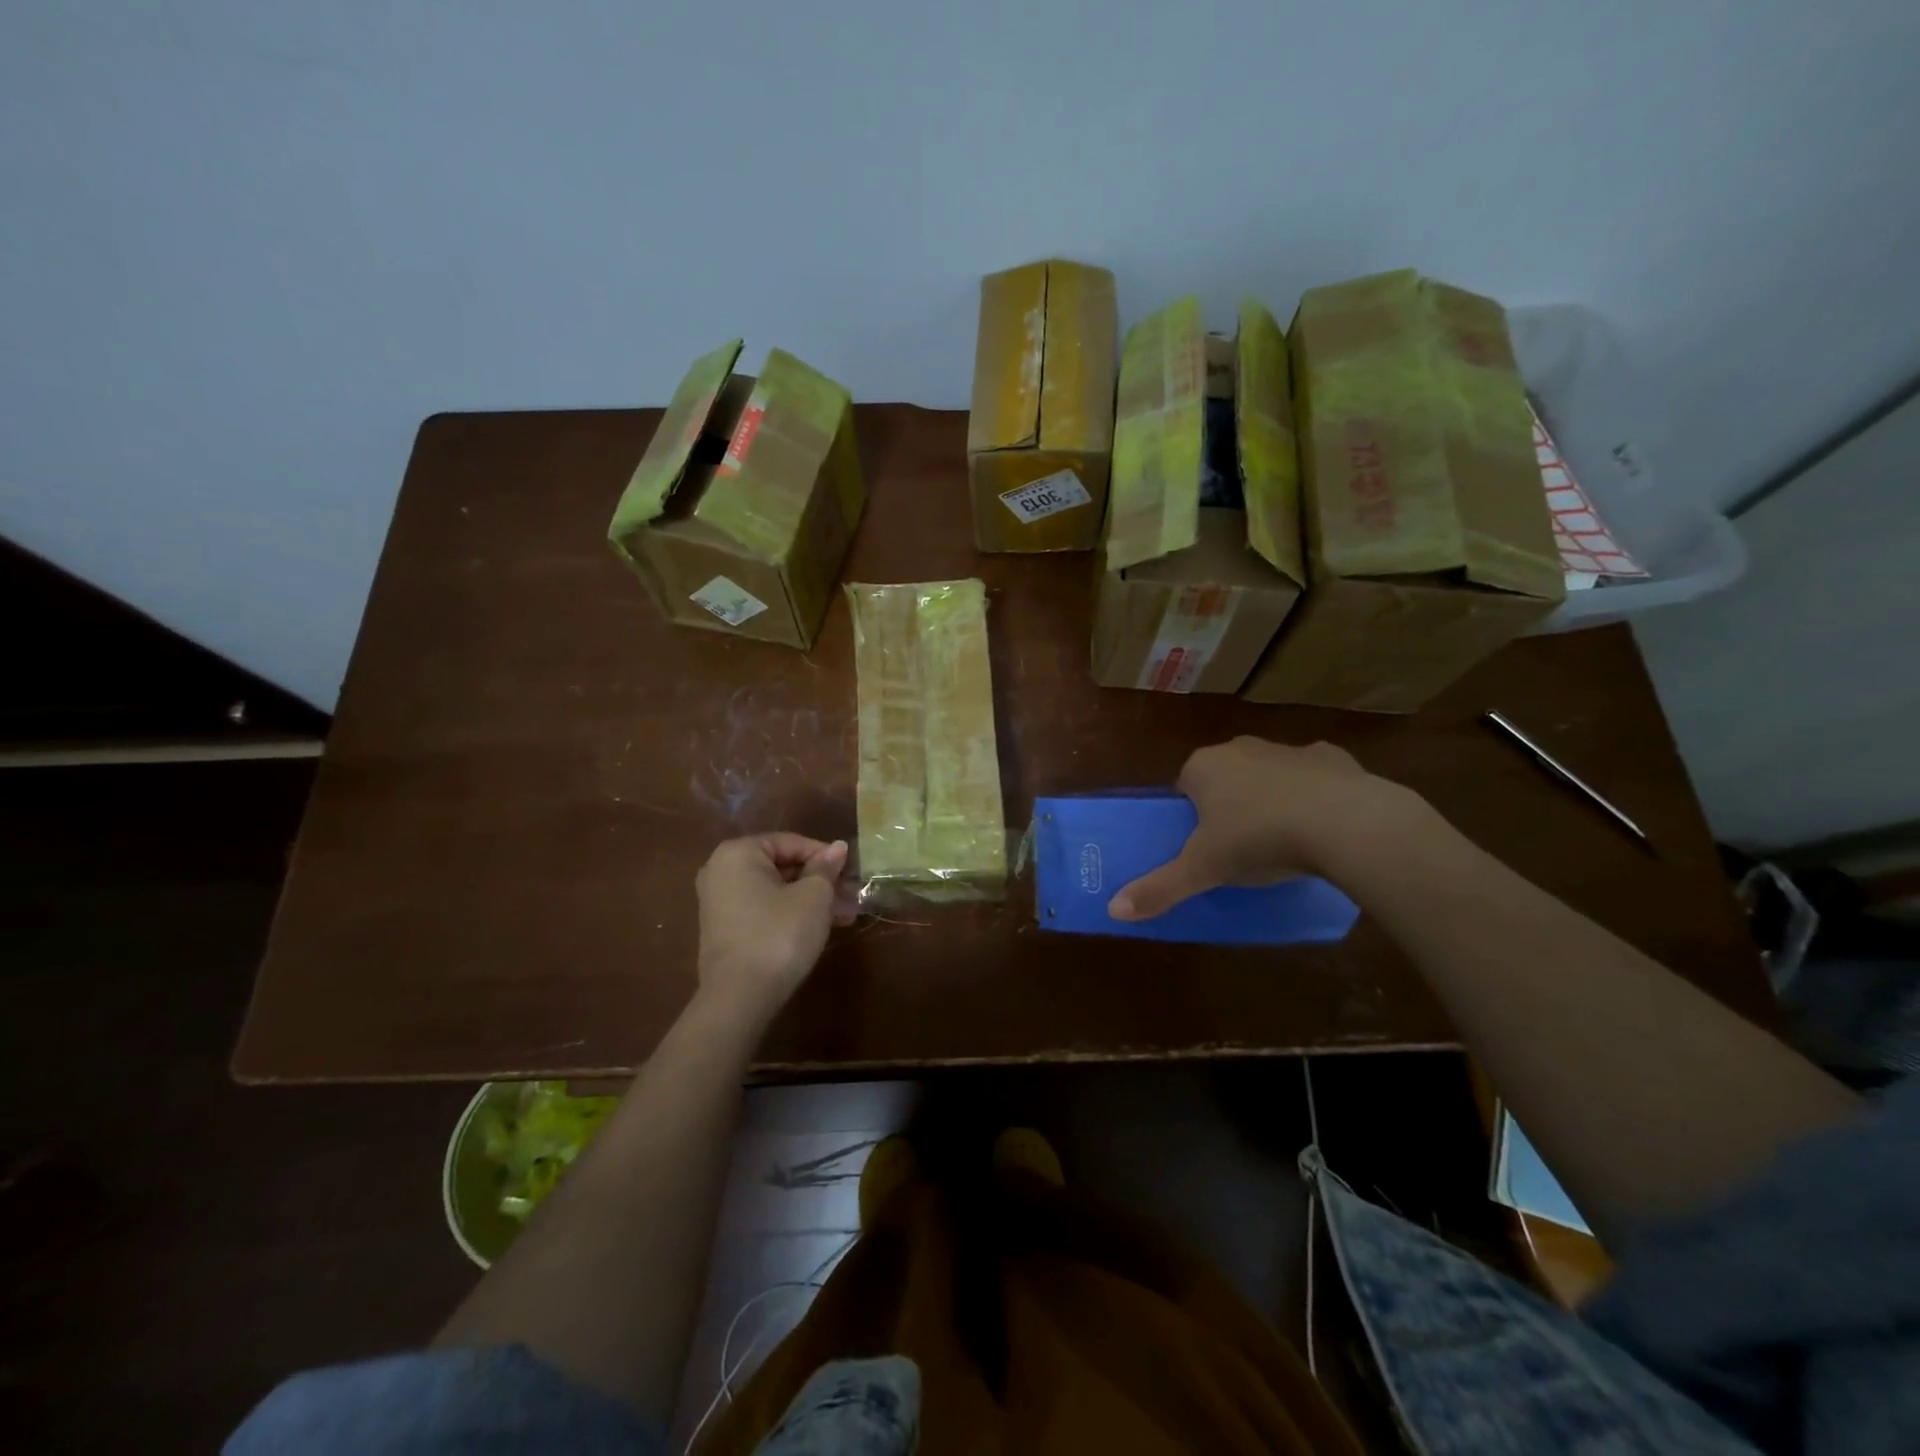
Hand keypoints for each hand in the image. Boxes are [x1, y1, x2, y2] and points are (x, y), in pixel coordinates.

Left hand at [695, 834, 857, 1015]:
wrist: (739, 997)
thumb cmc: (779, 934)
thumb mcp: (813, 897)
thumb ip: (826, 868)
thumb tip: (838, 847)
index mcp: (739, 852)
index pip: (791, 842)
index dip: (825, 856)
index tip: (851, 872)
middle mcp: (721, 869)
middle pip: (782, 866)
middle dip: (819, 881)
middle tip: (851, 896)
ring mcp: (718, 901)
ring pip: (775, 890)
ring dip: (809, 899)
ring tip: (843, 916)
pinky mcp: (723, 928)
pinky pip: (762, 908)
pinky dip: (789, 913)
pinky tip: (819, 928)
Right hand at [1109, 737, 1422, 920]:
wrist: (1343, 823)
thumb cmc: (1258, 840)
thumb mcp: (1203, 870)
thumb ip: (1159, 888)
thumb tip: (1113, 911)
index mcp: (1203, 767)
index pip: (1184, 786)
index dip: (1192, 817)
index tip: (1205, 846)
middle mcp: (1240, 748)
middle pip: (1225, 778)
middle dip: (1230, 805)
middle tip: (1241, 847)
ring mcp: (1287, 749)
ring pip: (1269, 774)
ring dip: (1271, 798)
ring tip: (1284, 841)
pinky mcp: (1331, 756)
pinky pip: (1313, 776)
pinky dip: (1314, 795)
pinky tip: (1323, 826)